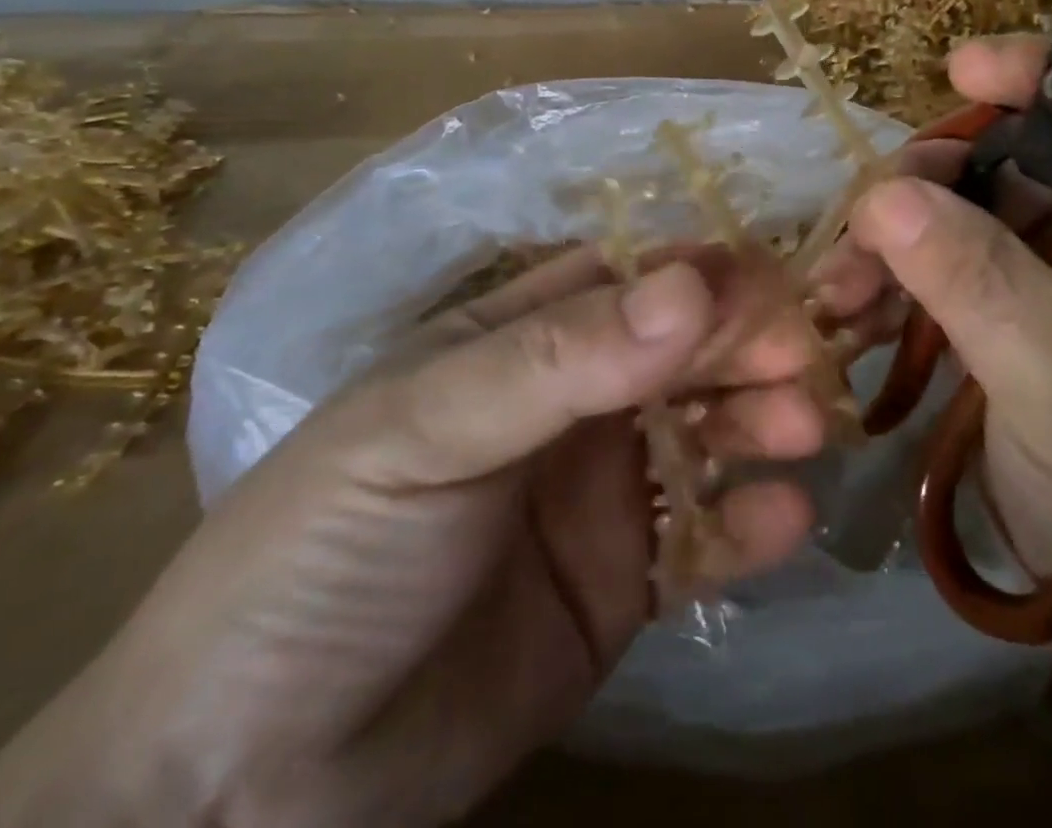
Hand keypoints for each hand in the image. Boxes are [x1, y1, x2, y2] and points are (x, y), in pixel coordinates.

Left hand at [0, 248, 829, 827]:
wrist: (244, 785)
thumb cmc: (325, 550)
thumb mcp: (427, 427)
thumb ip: (562, 356)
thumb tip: (693, 282)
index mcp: (522, 337)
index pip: (632, 280)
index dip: (703, 274)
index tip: (774, 280)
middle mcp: (572, 400)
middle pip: (682, 351)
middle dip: (748, 343)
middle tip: (807, 355)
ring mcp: (602, 491)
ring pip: (706, 433)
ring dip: (761, 421)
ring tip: (803, 427)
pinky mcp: (623, 583)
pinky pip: (703, 539)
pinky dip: (748, 526)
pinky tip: (786, 518)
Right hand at [818, 34, 1051, 647]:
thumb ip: (980, 283)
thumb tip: (881, 196)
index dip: (1038, 77)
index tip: (956, 68)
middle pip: (1011, 166)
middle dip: (927, 184)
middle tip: (860, 229)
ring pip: (962, 223)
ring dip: (893, 245)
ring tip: (836, 292)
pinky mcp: (1010, 330)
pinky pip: (941, 280)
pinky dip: (893, 291)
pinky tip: (848, 319)